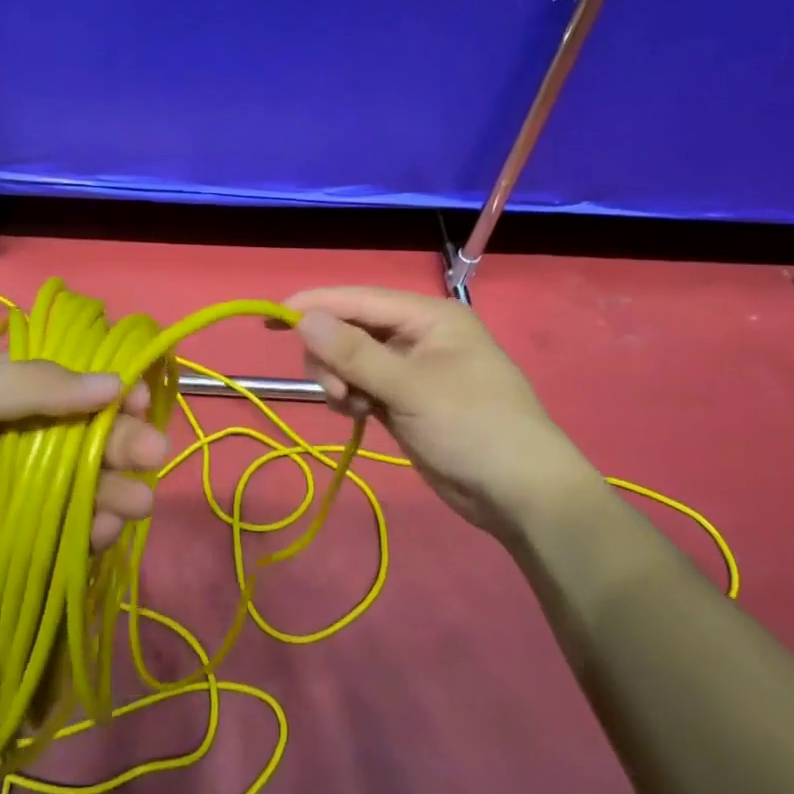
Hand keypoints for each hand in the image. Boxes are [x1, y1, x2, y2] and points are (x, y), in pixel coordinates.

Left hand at [0, 355, 168, 643]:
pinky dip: (92, 530)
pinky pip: (64, 531)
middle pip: (83, 433)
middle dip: (122, 440)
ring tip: (137, 502)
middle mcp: (8, 436)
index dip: (108, 387)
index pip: (67, 380)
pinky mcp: (9, 543)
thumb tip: (115, 382)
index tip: (140, 399)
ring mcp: (9, 492)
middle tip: (152, 455)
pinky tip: (106, 531)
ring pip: (81, 484)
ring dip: (115, 487)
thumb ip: (35, 385)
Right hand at [287, 287, 599, 533]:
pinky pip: (363, 386)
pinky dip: (352, 397)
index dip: (316, 305)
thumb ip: (354, 352)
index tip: (273, 317)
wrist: (520, 493)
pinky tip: (358, 416)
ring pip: (353, 361)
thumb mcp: (410, 387)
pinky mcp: (406, 401)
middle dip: (332, 356)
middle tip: (334, 391)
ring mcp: (412, 371)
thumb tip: (304, 318)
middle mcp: (418, 336)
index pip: (360, 300)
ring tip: (351, 409)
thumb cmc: (472, 427)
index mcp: (429, 317)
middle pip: (352, 330)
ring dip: (340, 380)